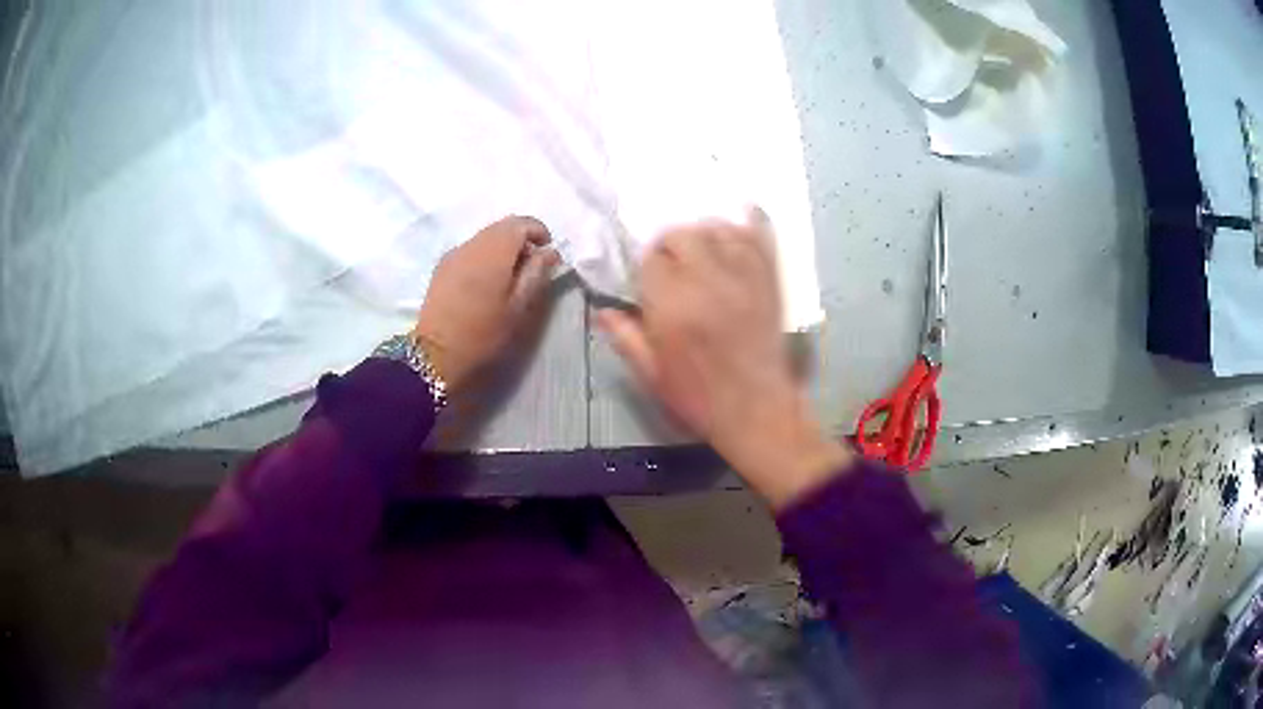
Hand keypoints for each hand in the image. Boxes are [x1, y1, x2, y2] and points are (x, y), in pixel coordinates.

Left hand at [414, 216, 560, 391]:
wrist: (436, 353)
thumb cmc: (484, 332)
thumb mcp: (519, 307)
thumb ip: (537, 273)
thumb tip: (549, 251)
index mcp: (495, 250)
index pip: (521, 223)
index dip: (539, 231)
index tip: (548, 253)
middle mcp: (472, 243)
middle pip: (502, 227)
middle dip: (521, 239)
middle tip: (532, 267)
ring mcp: (454, 253)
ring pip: (485, 237)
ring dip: (502, 248)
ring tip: (509, 277)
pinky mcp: (442, 267)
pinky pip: (470, 249)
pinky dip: (485, 256)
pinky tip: (486, 283)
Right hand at [596, 210, 853, 508]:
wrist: (757, 411)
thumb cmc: (699, 398)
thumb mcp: (651, 375)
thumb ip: (626, 337)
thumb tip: (602, 310)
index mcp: (672, 306)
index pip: (651, 260)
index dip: (647, 267)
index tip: (649, 281)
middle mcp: (707, 281)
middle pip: (683, 234)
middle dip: (671, 245)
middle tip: (673, 266)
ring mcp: (743, 278)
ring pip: (718, 229)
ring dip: (705, 233)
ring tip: (702, 251)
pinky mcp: (769, 281)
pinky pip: (762, 238)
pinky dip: (752, 222)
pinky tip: (745, 213)